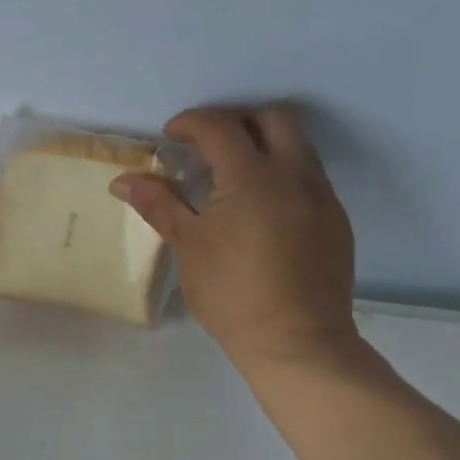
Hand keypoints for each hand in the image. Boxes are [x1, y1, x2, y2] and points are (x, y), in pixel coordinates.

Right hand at [112, 105, 359, 379]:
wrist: (296, 341)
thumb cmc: (231, 293)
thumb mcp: (188, 245)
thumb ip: (159, 203)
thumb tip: (123, 179)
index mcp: (254, 177)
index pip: (221, 127)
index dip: (191, 123)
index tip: (170, 136)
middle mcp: (295, 175)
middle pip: (272, 118)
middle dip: (236, 120)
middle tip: (206, 144)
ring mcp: (322, 196)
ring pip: (297, 144)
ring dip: (262, 143)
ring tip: (230, 174)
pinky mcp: (336, 219)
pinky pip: (308, 175)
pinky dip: (280, 172)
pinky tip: (257, 207)